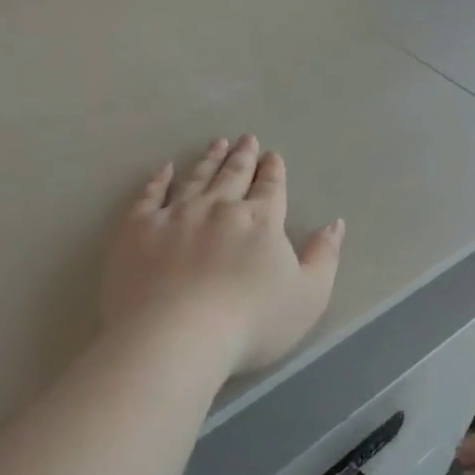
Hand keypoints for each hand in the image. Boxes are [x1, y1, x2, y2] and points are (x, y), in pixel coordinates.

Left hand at [101, 136, 343, 379]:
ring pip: (196, 177)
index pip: (270, 187)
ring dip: (209, 159)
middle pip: (234, 175)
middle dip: (243, 156)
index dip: (273, 170)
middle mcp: (219, 206)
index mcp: (260, 220)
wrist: (176, 336)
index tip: (272, 155)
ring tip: (217, 143)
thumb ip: (324, 257)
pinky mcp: (139, 228)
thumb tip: (335, 224)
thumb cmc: (250, 322)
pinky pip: (150, 194)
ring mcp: (176, 214)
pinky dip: (159, 179)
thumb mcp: (308, 296)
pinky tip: (165, 169)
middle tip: (246, 139)